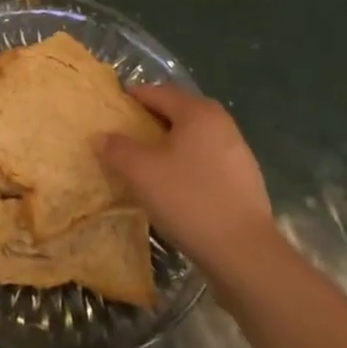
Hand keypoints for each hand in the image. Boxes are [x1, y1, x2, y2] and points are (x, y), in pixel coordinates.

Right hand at [96, 85, 275, 267]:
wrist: (245, 255)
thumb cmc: (189, 199)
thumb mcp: (141, 172)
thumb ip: (117, 149)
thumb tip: (101, 136)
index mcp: (198, 112)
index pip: (158, 92)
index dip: (132, 97)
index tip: (112, 108)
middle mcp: (222, 124)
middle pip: (178, 112)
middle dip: (151, 120)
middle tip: (126, 135)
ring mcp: (238, 153)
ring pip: (194, 138)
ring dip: (170, 145)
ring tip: (147, 163)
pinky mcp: (245, 182)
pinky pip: (207, 161)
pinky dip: (187, 165)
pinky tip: (175, 187)